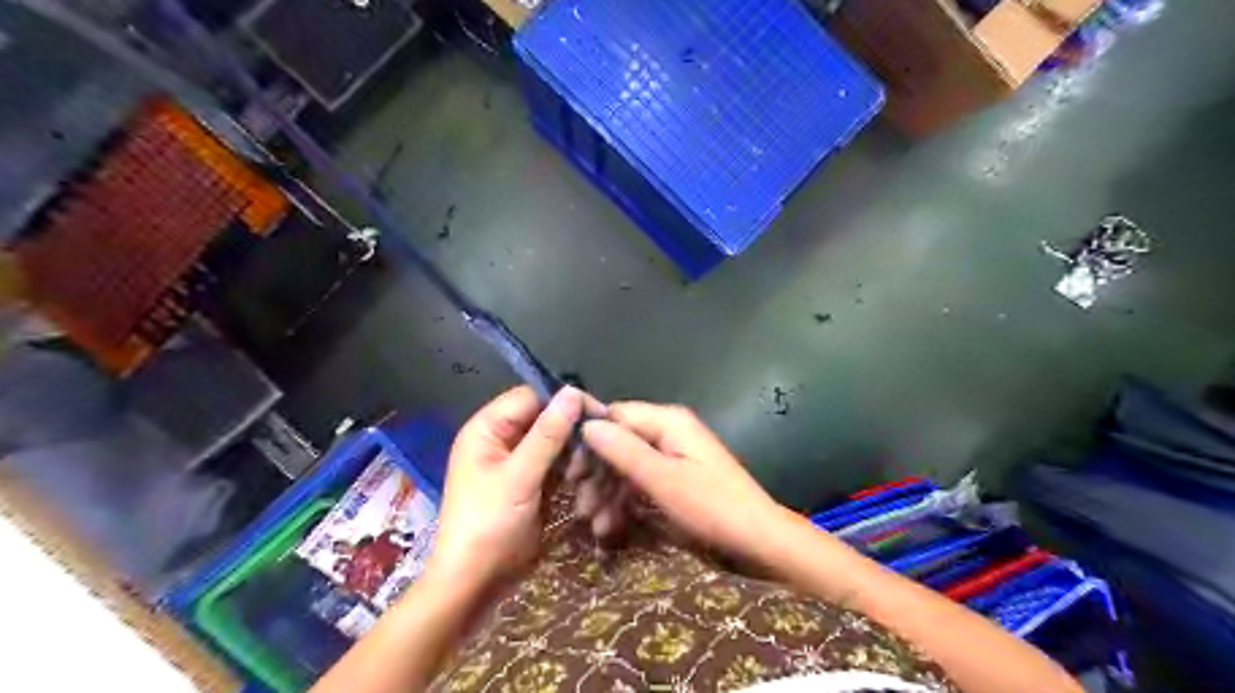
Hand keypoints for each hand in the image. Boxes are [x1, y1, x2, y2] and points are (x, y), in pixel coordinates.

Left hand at [430, 386, 584, 593]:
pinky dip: (571, 471)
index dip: (565, 402)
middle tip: (598, 451)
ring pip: (554, 442)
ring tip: (589, 474)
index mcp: (487, 428)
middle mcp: (501, 439)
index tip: (599, 416)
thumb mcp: (519, 477)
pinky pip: (555, 464)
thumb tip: (573, 392)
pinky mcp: (529, 482)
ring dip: (574, 454)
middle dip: (572, 433)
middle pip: (545, 418)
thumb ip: (548, 434)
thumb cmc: (489, 526)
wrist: (474, 584)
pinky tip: (584, 483)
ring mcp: (516, 462)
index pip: (532, 396)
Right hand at [582, 404, 791, 559]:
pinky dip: (626, 503)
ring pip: (628, 467)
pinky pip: (642, 484)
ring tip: (594, 525)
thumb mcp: (662, 480)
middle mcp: (669, 433)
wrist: (758, 542)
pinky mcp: (676, 481)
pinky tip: (611, 528)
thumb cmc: (711, 507)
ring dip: (609, 494)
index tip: (570, 473)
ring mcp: (673, 458)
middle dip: (598, 474)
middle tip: (581, 507)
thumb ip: (624, 450)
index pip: (616, 416)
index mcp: (668, 422)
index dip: (590, 440)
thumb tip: (587, 425)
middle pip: (620, 443)